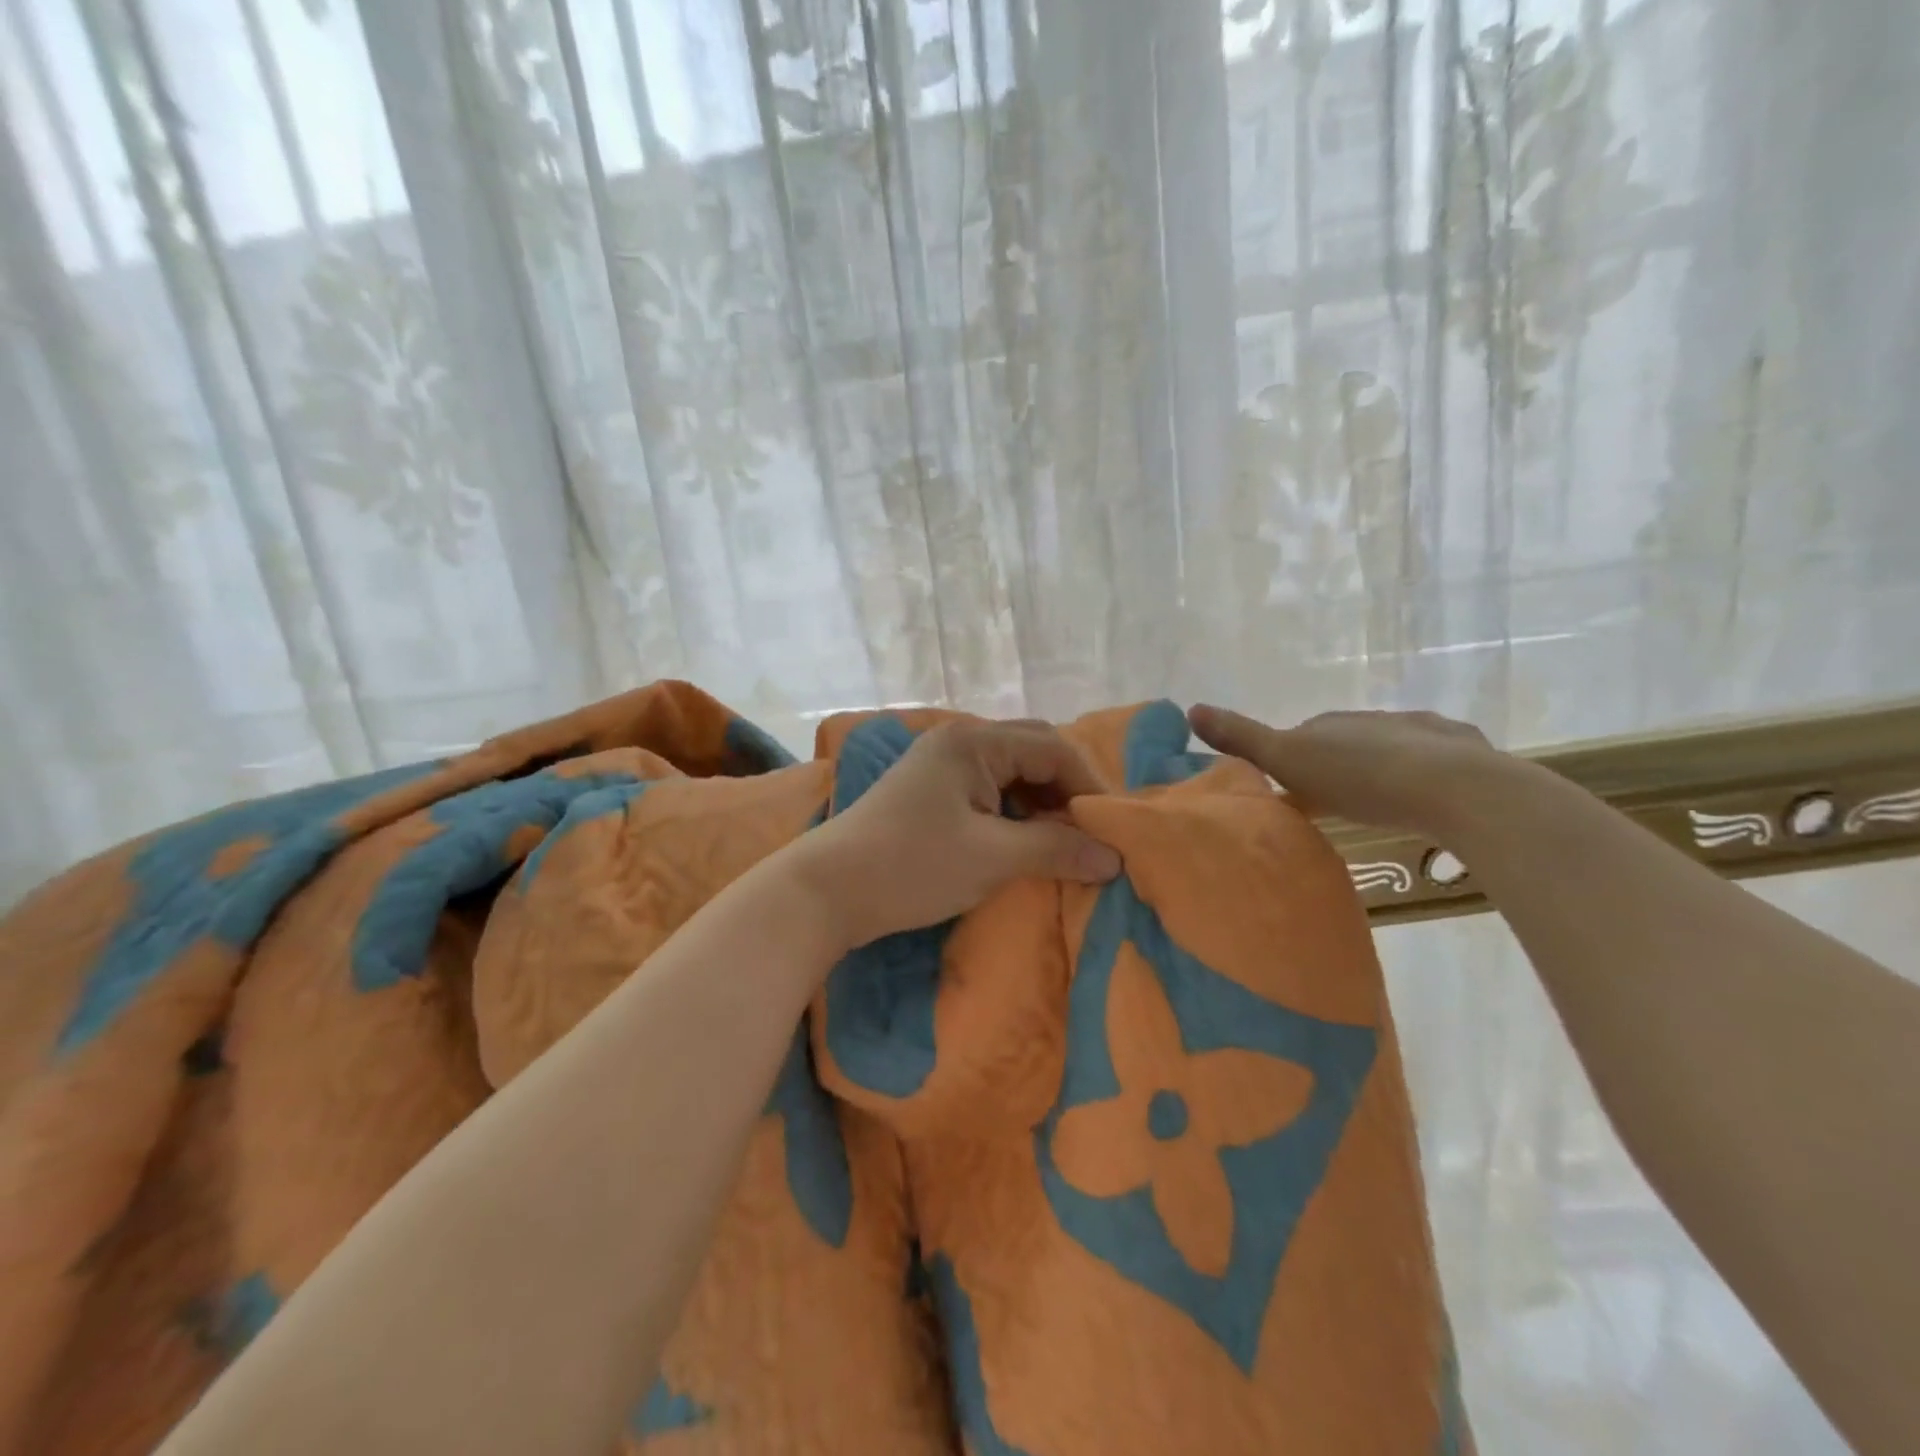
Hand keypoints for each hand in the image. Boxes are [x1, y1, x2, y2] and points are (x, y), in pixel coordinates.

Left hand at [789, 720, 1122, 951]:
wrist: (827, 890)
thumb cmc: (912, 866)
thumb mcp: (991, 858)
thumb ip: (1057, 850)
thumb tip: (1114, 858)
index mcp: (973, 742)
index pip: (1052, 748)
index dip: (1088, 786)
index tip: (1112, 830)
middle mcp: (958, 741)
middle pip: (1032, 752)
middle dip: (1066, 790)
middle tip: (1089, 832)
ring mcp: (941, 765)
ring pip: (1011, 772)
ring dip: (1041, 803)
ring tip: (1062, 842)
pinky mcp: (931, 792)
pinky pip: (988, 790)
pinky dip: (1014, 813)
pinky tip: (1024, 841)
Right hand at [1188, 704, 1511, 840]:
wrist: (1454, 787)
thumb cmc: (1360, 776)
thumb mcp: (1288, 759)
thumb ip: (1242, 738)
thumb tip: (1191, 707)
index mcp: (1333, 723)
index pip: (1304, 735)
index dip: (1294, 760)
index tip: (1291, 791)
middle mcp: (1376, 720)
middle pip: (1347, 743)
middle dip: (1338, 767)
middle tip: (1332, 804)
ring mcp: (1424, 733)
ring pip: (1392, 751)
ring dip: (1382, 772)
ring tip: (1378, 807)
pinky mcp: (1464, 754)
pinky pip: (1436, 764)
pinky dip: (1426, 780)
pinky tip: (1427, 803)